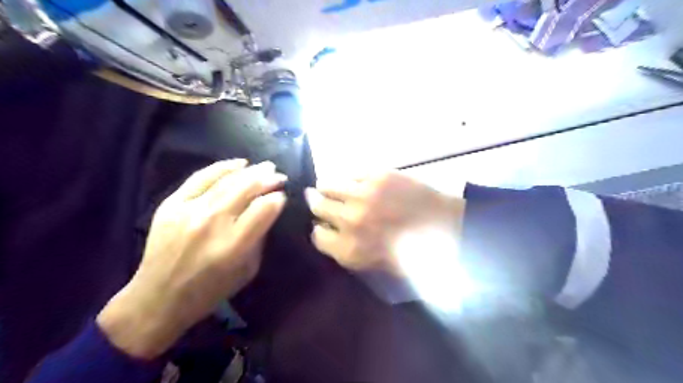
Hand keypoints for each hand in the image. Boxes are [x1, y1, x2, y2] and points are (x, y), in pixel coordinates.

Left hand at [98, 159, 285, 359]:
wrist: (157, 298)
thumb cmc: (210, 290)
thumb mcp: (247, 270)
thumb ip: (259, 238)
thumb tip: (268, 210)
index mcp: (233, 245)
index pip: (264, 209)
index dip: (277, 198)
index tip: (282, 196)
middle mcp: (212, 223)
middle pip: (247, 189)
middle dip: (268, 178)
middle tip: (280, 175)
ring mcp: (189, 210)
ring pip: (226, 180)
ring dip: (251, 171)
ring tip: (266, 166)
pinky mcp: (171, 204)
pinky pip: (200, 177)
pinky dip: (222, 167)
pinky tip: (238, 163)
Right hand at [307, 172, 467, 275]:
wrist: (447, 226)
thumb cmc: (414, 253)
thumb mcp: (374, 264)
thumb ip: (346, 249)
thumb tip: (328, 230)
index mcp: (350, 249)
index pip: (317, 236)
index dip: (320, 229)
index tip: (323, 225)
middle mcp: (350, 220)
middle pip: (318, 206)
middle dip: (317, 204)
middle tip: (317, 198)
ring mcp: (363, 195)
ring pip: (328, 185)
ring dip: (326, 187)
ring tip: (327, 186)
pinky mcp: (377, 175)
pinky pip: (351, 173)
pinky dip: (349, 179)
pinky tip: (354, 181)